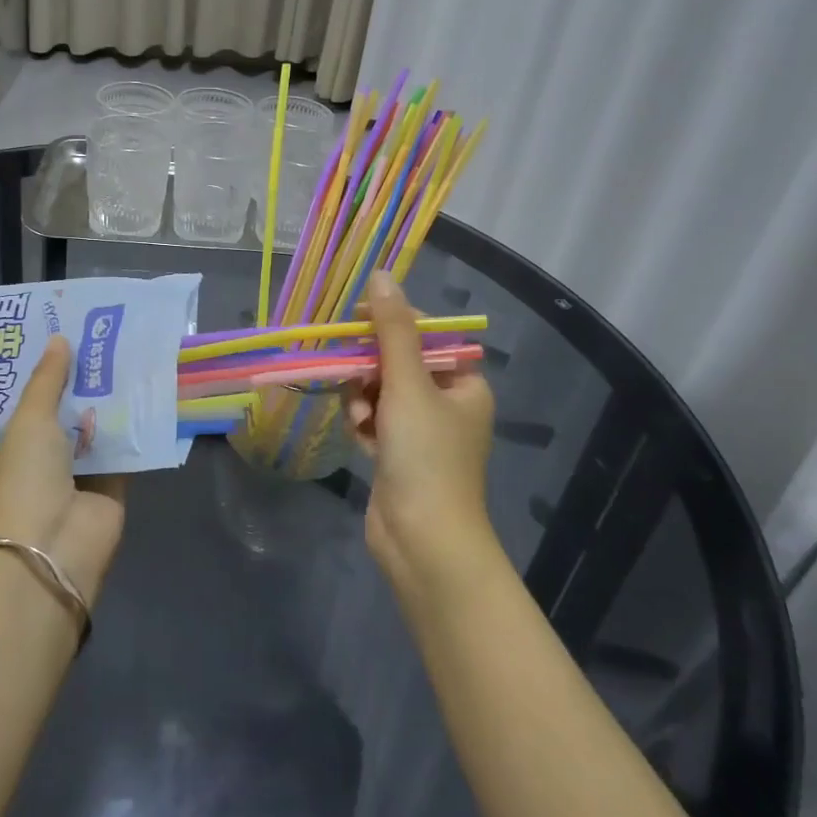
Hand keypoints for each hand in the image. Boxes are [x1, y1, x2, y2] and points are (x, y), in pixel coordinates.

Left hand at [0, 336, 126, 606]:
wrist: (53, 546)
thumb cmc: (27, 478)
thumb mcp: (30, 421)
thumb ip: (48, 380)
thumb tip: (59, 338)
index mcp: (16, 446)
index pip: (33, 401)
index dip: (49, 371)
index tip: (66, 334)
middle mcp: (47, 459)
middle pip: (69, 411)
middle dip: (85, 380)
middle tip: (106, 336)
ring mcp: (81, 474)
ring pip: (99, 427)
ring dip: (113, 399)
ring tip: (133, 353)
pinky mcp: (114, 486)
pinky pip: (126, 448)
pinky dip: (137, 426)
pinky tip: (152, 390)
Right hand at [346, 270, 498, 591]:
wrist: (422, 541)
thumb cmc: (425, 456)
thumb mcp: (408, 384)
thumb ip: (392, 330)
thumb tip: (381, 275)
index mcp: (464, 383)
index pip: (426, 334)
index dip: (392, 322)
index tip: (358, 320)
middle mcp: (447, 403)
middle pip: (398, 362)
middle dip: (371, 368)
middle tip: (352, 374)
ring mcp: (421, 432)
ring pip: (380, 391)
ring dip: (363, 398)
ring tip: (362, 419)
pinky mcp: (398, 455)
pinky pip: (374, 420)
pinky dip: (364, 424)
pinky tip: (361, 439)